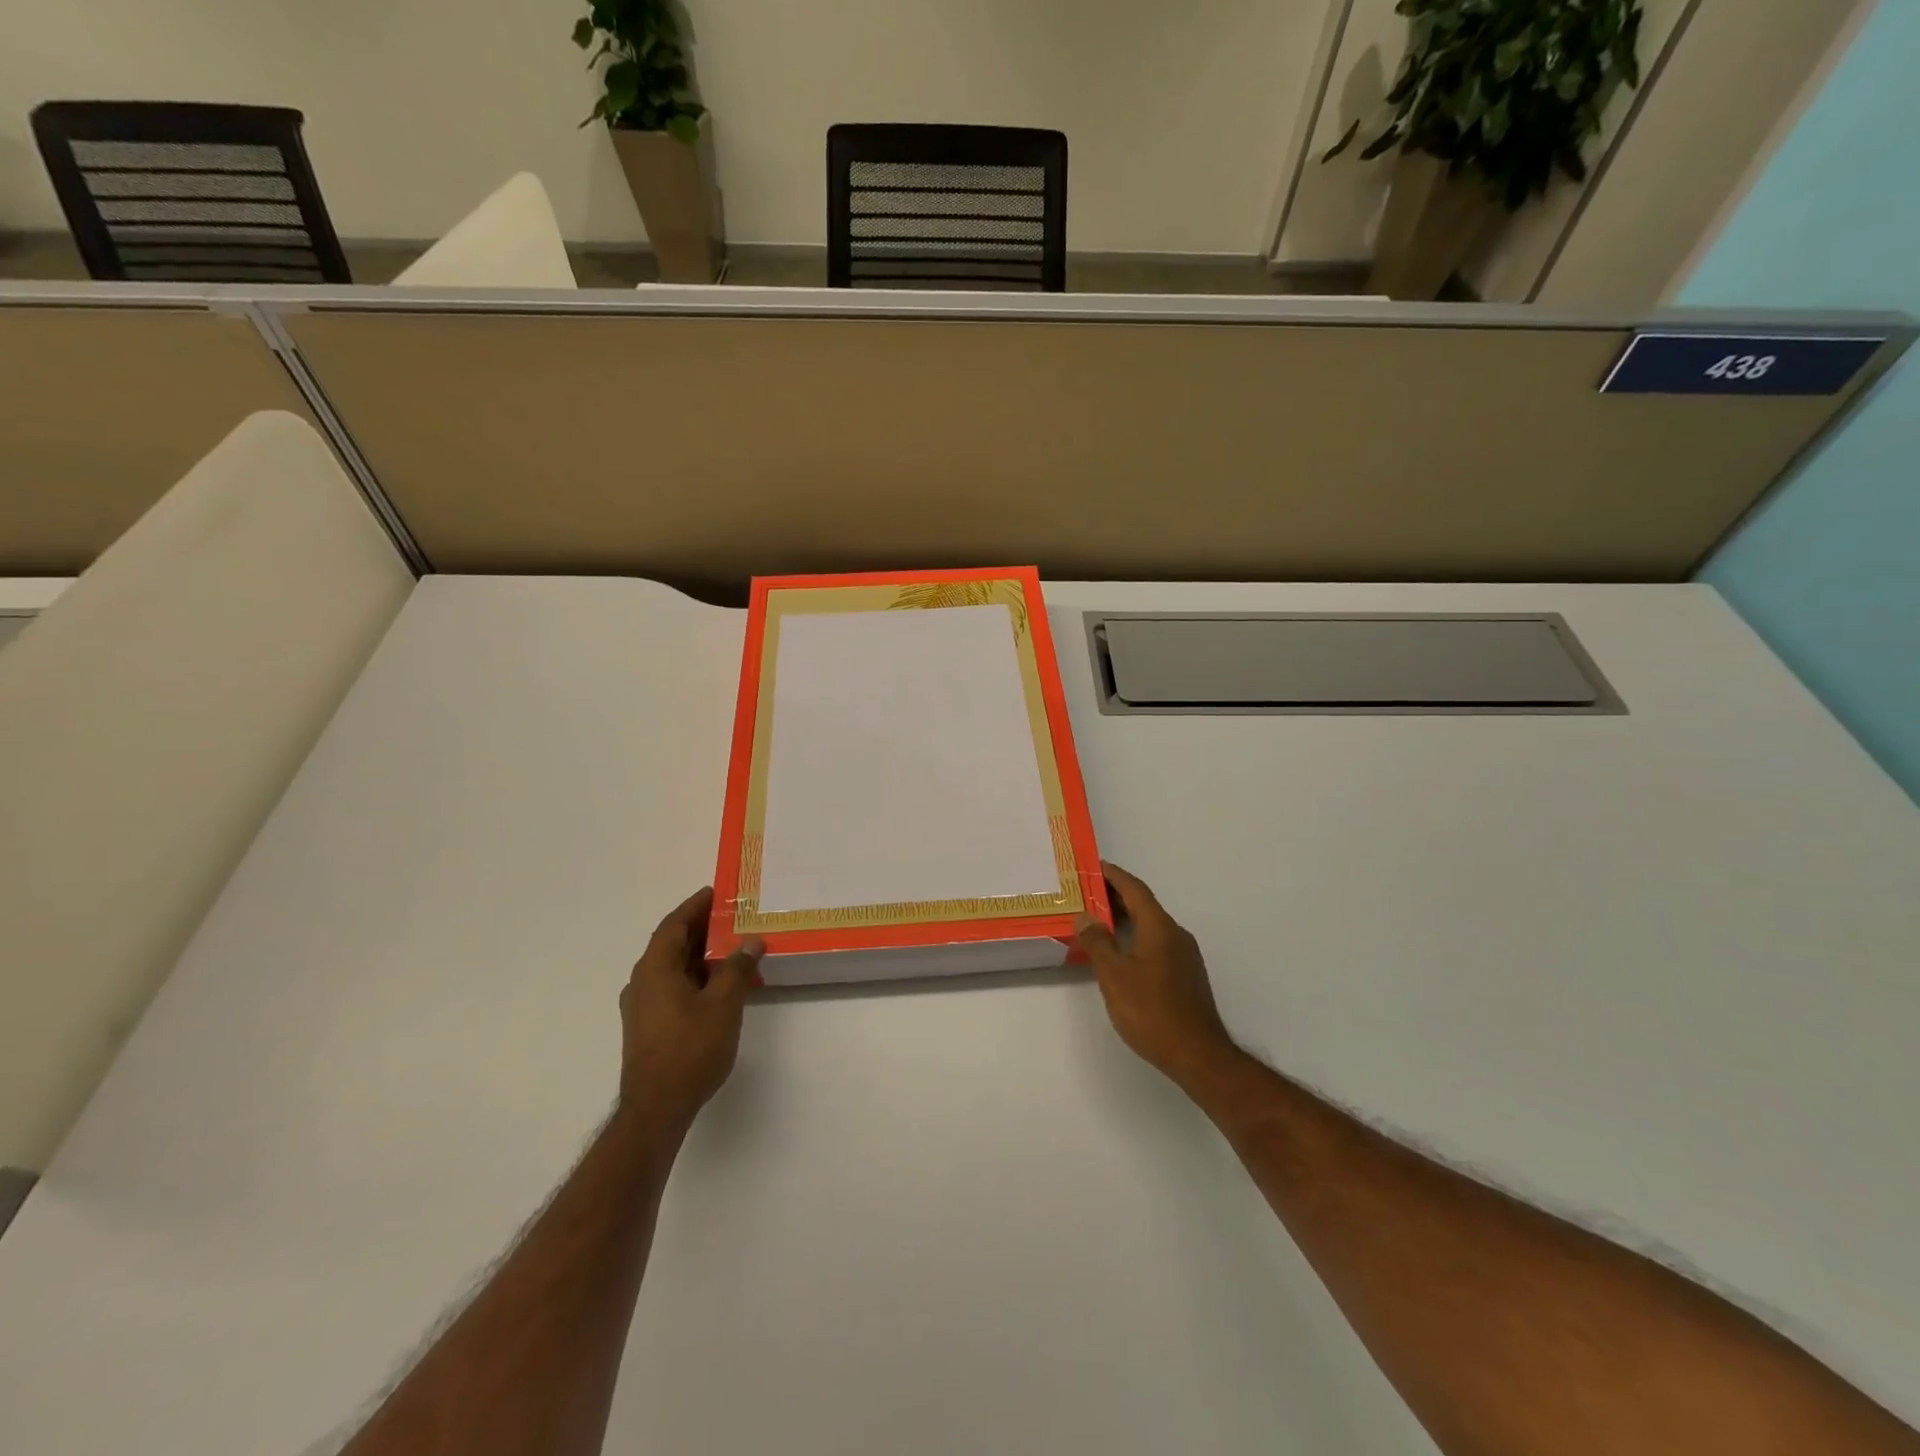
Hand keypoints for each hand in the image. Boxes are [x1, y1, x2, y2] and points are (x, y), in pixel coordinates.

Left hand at [617, 887, 763, 1145]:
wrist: (657, 1108)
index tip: (716, 892)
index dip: (695, 906)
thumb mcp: (723, 1003)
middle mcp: (643, 981)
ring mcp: (642, 1006)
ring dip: (699, 954)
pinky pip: (672, 986)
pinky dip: (695, 976)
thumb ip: (736, 968)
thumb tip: (750, 941)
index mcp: (655, 968)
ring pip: (673, 967)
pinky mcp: (648, 1026)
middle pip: (672, 944)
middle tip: (732, 916)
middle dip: (701, 928)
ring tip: (732, 947)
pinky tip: (719, 985)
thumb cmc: (690, 1049)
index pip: (674, 925)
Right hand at [1077, 863, 1236, 1089]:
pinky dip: (1136, 937)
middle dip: (1116, 896)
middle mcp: (1175, 934)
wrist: (1197, 1054)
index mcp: (1159, 927)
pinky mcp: (1186, 975)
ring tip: (1097, 922)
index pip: (1135, 889)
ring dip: (1125, 918)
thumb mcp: (1114, 976)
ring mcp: (1184, 955)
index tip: (1093, 866)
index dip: (1113, 875)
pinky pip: (1157, 943)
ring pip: (1151, 925)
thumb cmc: (1151, 1011)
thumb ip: (1097, 943)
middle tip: (1086, 894)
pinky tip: (1120, 953)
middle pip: (1144, 905)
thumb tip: (1085, 917)